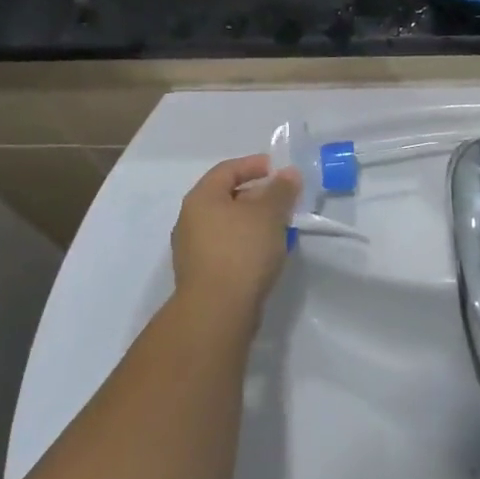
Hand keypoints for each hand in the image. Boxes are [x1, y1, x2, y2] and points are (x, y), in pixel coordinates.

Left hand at [170, 156, 301, 320]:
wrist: (217, 313)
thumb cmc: (241, 251)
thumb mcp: (269, 213)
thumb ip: (281, 189)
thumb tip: (288, 174)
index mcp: (201, 198)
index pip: (228, 170)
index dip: (254, 165)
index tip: (280, 170)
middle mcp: (190, 220)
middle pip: (227, 196)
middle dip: (258, 194)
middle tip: (285, 199)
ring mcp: (193, 250)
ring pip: (228, 224)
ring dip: (254, 221)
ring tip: (281, 226)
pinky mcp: (201, 274)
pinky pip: (227, 247)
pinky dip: (247, 243)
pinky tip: (267, 253)